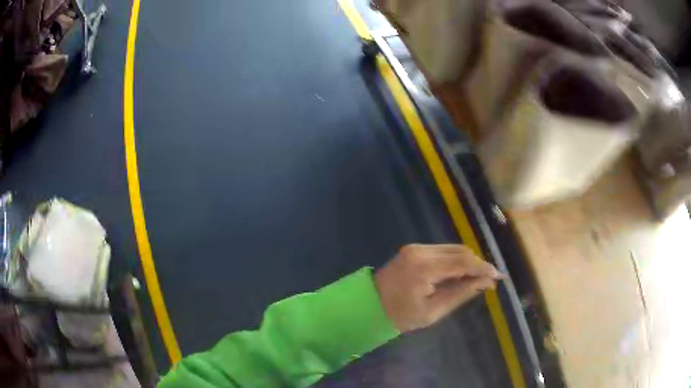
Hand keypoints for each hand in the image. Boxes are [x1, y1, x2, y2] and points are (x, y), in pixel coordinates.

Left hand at [375, 244, 503, 331]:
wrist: (370, 304)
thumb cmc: (401, 315)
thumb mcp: (433, 311)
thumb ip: (461, 294)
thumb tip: (486, 282)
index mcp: (424, 268)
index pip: (462, 262)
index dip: (483, 268)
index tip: (499, 276)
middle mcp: (420, 251)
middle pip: (460, 251)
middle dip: (478, 264)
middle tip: (489, 279)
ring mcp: (416, 247)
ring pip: (453, 249)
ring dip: (468, 261)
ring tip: (478, 278)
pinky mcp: (415, 249)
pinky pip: (443, 251)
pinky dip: (456, 260)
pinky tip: (461, 273)